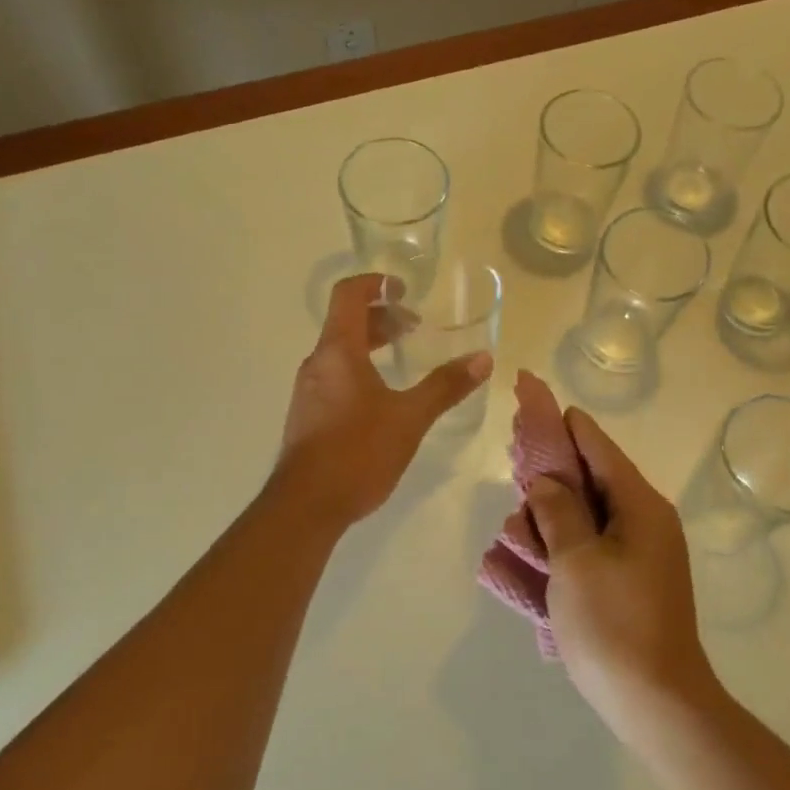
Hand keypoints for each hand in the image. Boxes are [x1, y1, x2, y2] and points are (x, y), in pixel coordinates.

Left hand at [274, 274, 491, 527]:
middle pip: (346, 323)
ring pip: (340, 352)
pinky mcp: (307, 416)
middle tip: (414, 328)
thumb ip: (445, 386)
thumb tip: (483, 358)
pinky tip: (382, 399)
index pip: (348, 295)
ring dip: (371, 346)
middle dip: (381, 318)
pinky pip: (334, 377)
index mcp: (338, 352)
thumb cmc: (357, 452)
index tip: (403, 289)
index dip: (375, 283)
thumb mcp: (410, 418)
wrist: (306, 506)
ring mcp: (308, 391)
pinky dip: (359, 370)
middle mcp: (317, 364)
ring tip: (402, 360)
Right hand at [523, 407, 720, 741]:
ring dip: (550, 514)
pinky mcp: (627, 581)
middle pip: (591, 477)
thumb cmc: (613, 625)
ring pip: (586, 514)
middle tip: (514, 464)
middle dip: (550, 471)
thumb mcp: (575, 561)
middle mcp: (644, 521)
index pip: (597, 445)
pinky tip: (529, 555)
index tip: (531, 393)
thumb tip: (546, 481)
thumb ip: (557, 510)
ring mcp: (638, 554)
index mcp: (639, 506)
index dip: (561, 419)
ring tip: (516, 523)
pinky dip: (560, 545)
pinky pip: (588, 547)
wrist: (656, 704)